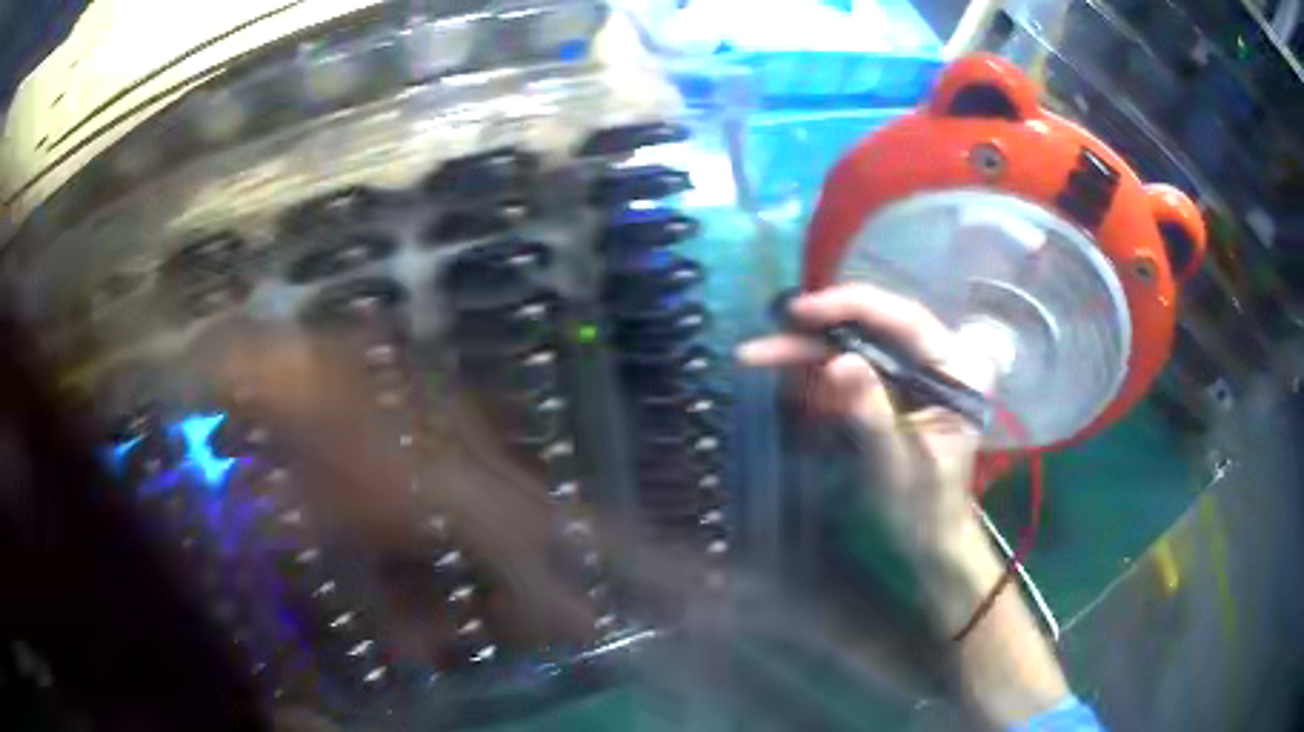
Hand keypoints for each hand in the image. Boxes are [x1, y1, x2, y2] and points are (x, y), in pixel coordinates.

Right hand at [737, 283, 996, 556]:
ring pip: (851, 345)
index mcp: (956, 366)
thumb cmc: (923, 506)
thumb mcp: (898, 463)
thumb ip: (872, 413)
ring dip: (803, 353)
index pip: (904, 318)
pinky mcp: (886, 388)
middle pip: (870, 327)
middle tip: (761, 346)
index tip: (800, 313)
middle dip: (813, 335)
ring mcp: (908, 372)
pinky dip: (811, 375)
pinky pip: (845, 368)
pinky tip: (782, 382)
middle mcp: (934, 357)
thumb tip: (838, 362)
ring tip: (756, 358)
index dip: (850, 306)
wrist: (926, 538)